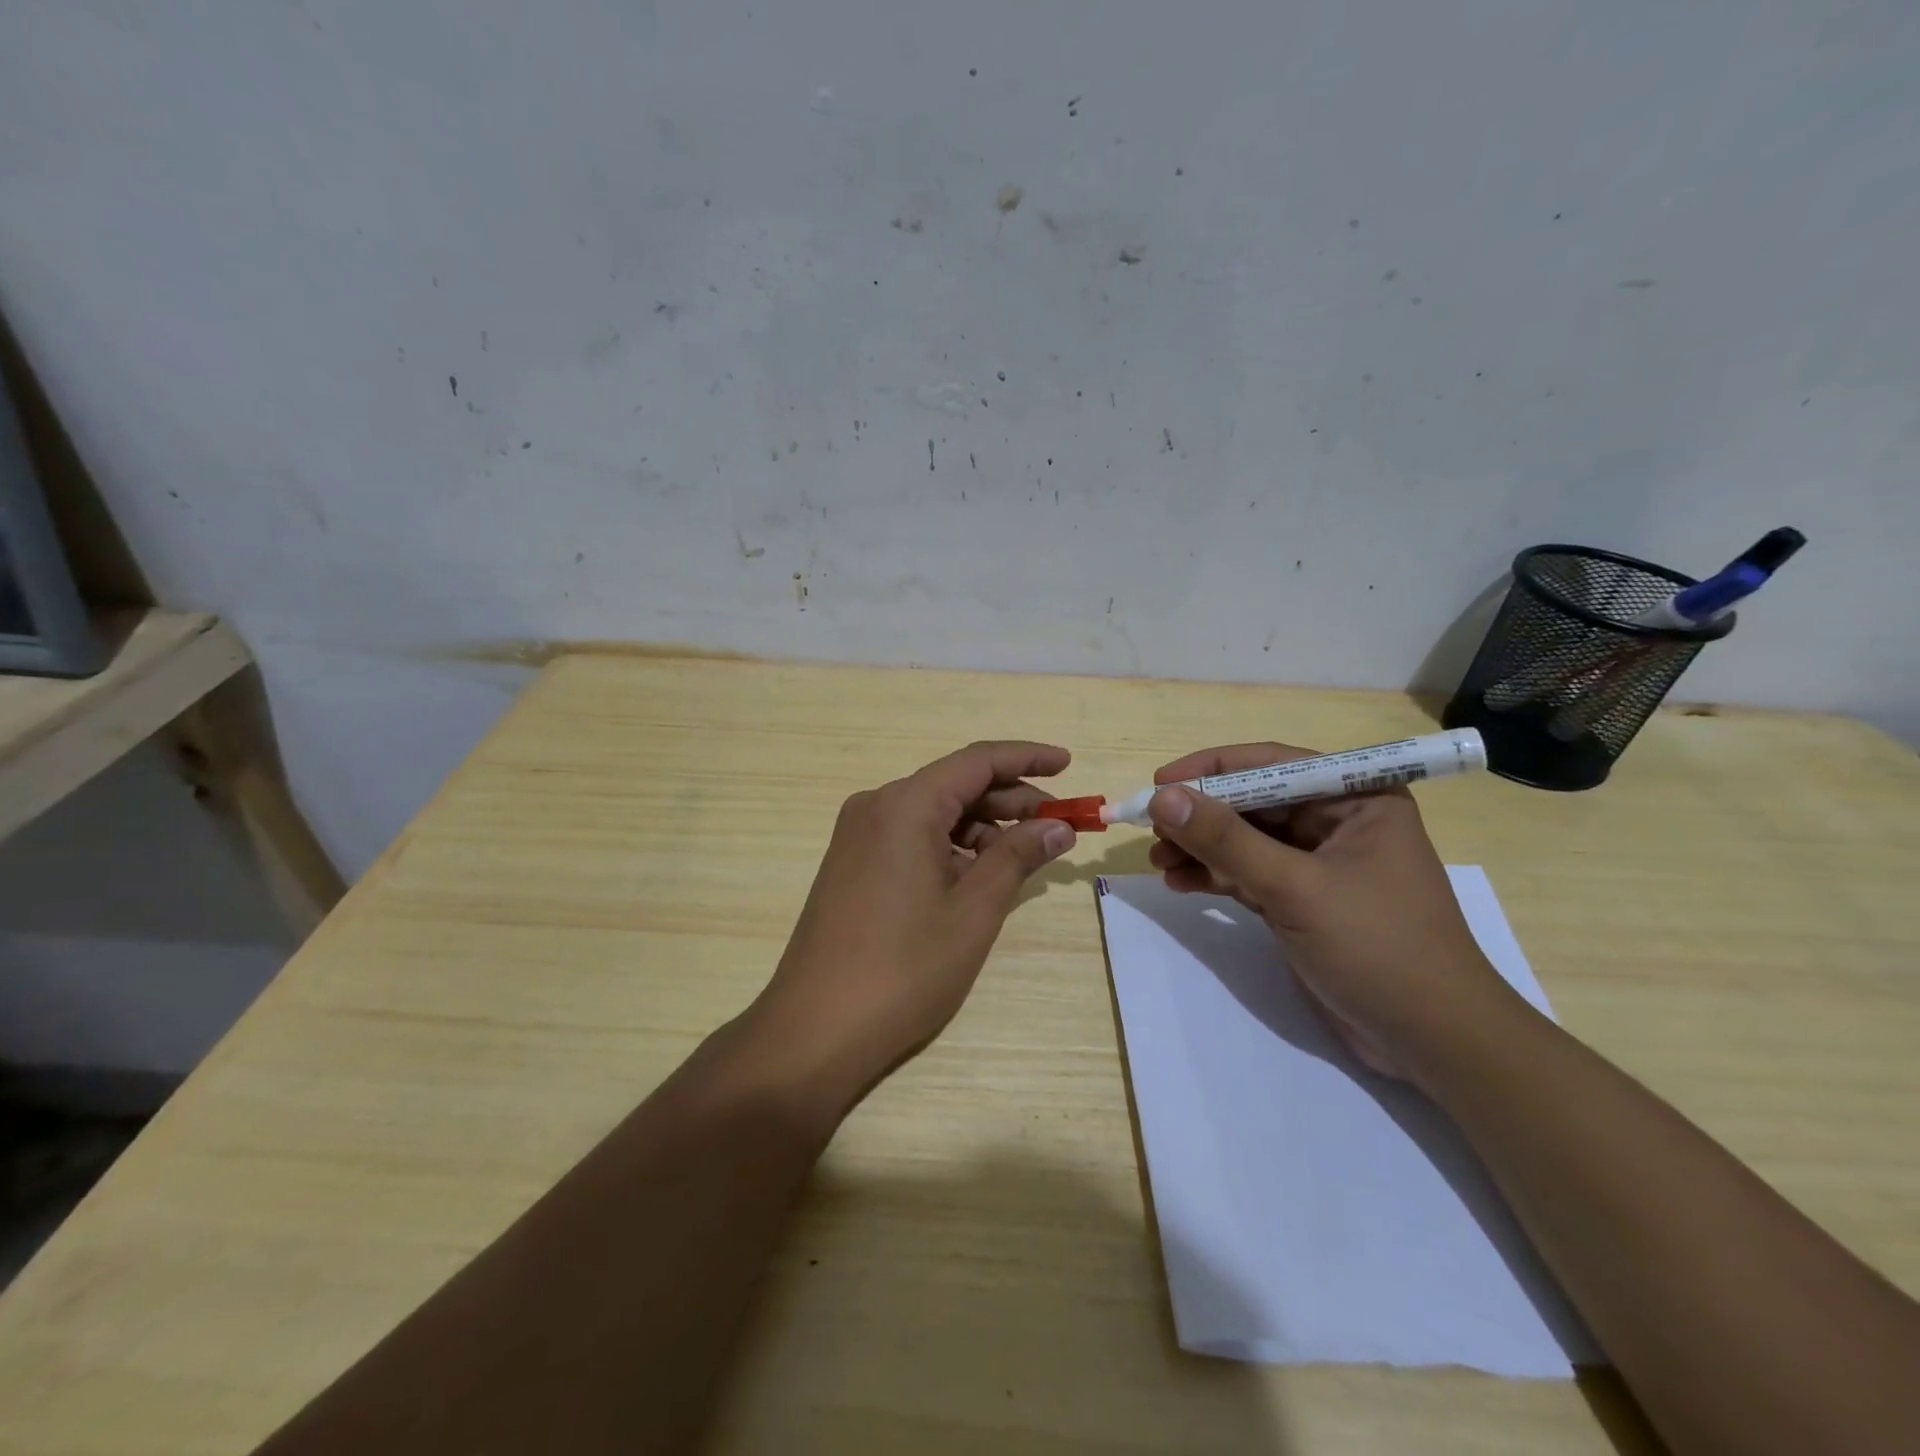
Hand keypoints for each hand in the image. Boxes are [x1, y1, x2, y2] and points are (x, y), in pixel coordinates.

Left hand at [741, 741, 1076, 1111]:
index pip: (976, 761)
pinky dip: (951, 847)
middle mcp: (876, 806)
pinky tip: (978, 876)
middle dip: (1011, 800)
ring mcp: (858, 836)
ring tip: (1024, 858)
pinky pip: (911, 837)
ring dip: (983, 827)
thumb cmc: (904, 968)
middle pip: (955, 785)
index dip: (1027, 758)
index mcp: (905, 805)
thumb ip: (1018, 857)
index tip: (1068, 764)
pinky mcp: (852, 864)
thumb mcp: (973, 910)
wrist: (815, 1029)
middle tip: (1060, 826)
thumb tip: (1058, 826)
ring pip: (934, 813)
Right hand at [1146, 742, 1527, 1085]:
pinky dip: (1216, 877)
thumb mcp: (1295, 887)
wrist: (1433, 1042)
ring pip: (1247, 840)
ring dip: (1202, 848)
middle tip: (1151, 830)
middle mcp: (1338, 821)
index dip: (1211, 769)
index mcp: (1356, 798)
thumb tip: (1163, 797)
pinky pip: (1250, 874)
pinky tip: (1181, 883)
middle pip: (1253, 802)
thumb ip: (1226, 840)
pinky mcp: (1305, 900)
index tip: (1159, 782)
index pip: (1272, 764)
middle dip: (1201, 816)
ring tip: (1158, 862)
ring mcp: (1320, 863)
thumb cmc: (1377, 947)